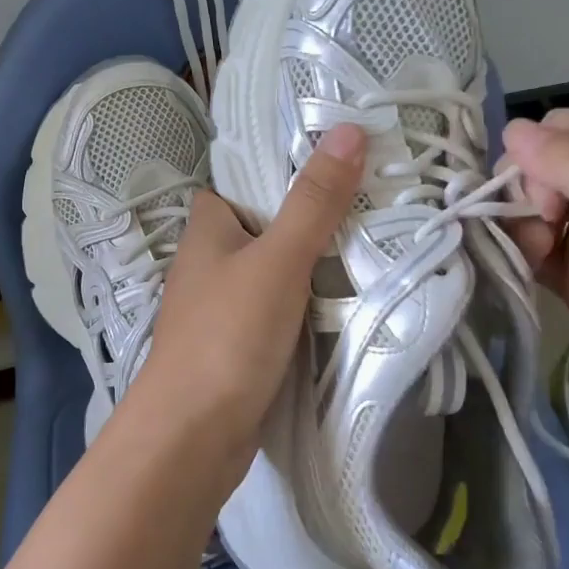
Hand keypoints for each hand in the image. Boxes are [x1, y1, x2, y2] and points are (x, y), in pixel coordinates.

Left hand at [125, 123, 365, 490]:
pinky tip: (346, 298)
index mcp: (206, 228)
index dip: (283, 164)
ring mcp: (222, 306)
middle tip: (373, 196)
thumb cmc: (226, 336)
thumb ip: (313, 201)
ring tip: (375, 238)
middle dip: (311, 214)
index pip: (243, 179)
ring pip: (275, 268)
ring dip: (313, 260)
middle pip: (266, 223)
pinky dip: (307, 301)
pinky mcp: (238, 345)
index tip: (338, 154)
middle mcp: (209, 261)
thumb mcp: (277, 260)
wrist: (192, 438)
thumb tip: (349, 130)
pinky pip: (279, 308)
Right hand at [502, 110, 568, 493]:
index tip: (545, 196)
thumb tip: (511, 129)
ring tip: (532, 258)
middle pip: (544, 168)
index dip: (543, 151)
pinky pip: (533, 254)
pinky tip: (520, 270)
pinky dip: (517, 254)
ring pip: (532, 210)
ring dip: (517, 224)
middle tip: (542, 229)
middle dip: (525, 189)